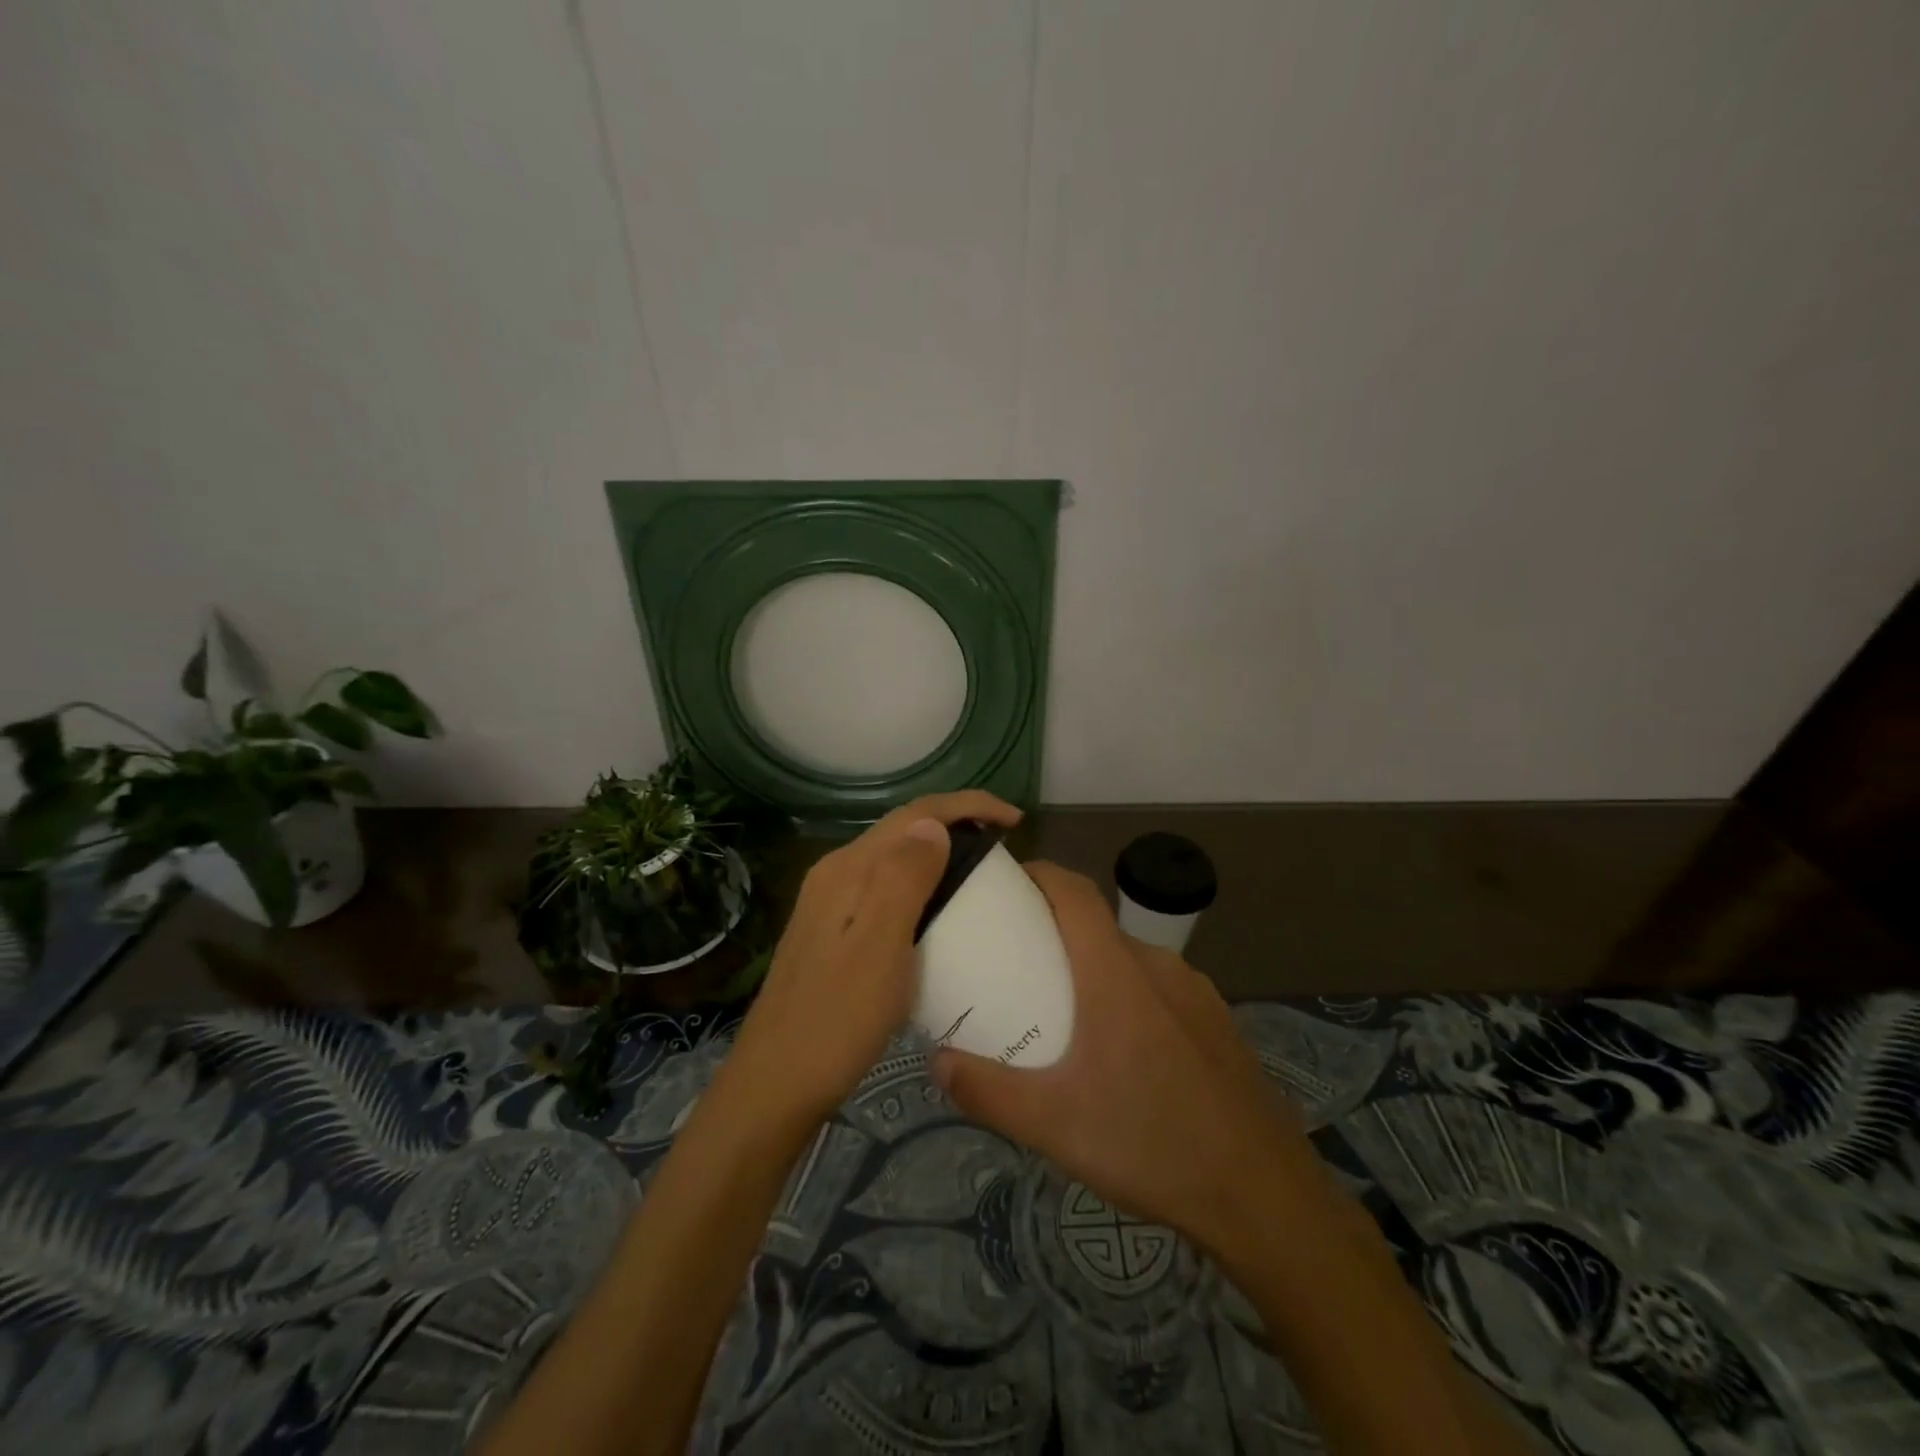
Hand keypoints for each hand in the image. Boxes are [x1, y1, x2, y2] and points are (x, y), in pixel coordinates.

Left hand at [728, 791, 1022, 1122]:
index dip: (967, 806)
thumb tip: (934, 824)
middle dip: (956, 823)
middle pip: (903, 830)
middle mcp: (836, 874)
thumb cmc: (837, 1020)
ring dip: (938, 852)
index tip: (1014, 821)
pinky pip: (885, 888)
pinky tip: (938, 912)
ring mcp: (829, 903)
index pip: (915, 814)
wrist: (776, 1084)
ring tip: (980, 873)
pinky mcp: (832, 931)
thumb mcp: (879, 947)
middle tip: (1003, 846)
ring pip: (893, 858)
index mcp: (848, 869)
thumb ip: (904, 878)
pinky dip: (921, 884)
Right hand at [930, 863, 1324, 1255]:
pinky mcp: (1218, 1021)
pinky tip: (1122, 1053)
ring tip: (1062, 1013)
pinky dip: (1128, 995)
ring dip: (1092, 967)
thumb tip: (938, 1063)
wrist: (1264, 1196)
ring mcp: (1195, 992)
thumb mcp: (1053, 1125)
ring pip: (1130, 959)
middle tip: (1014, 965)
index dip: (1037, 874)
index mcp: (1115, 972)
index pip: (1073, 890)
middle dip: (1053, 931)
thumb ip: (988, 1091)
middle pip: (1097, 925)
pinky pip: (1160, 989)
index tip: (1002, 886)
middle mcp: (1158, 966)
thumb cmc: (1150, 1143)